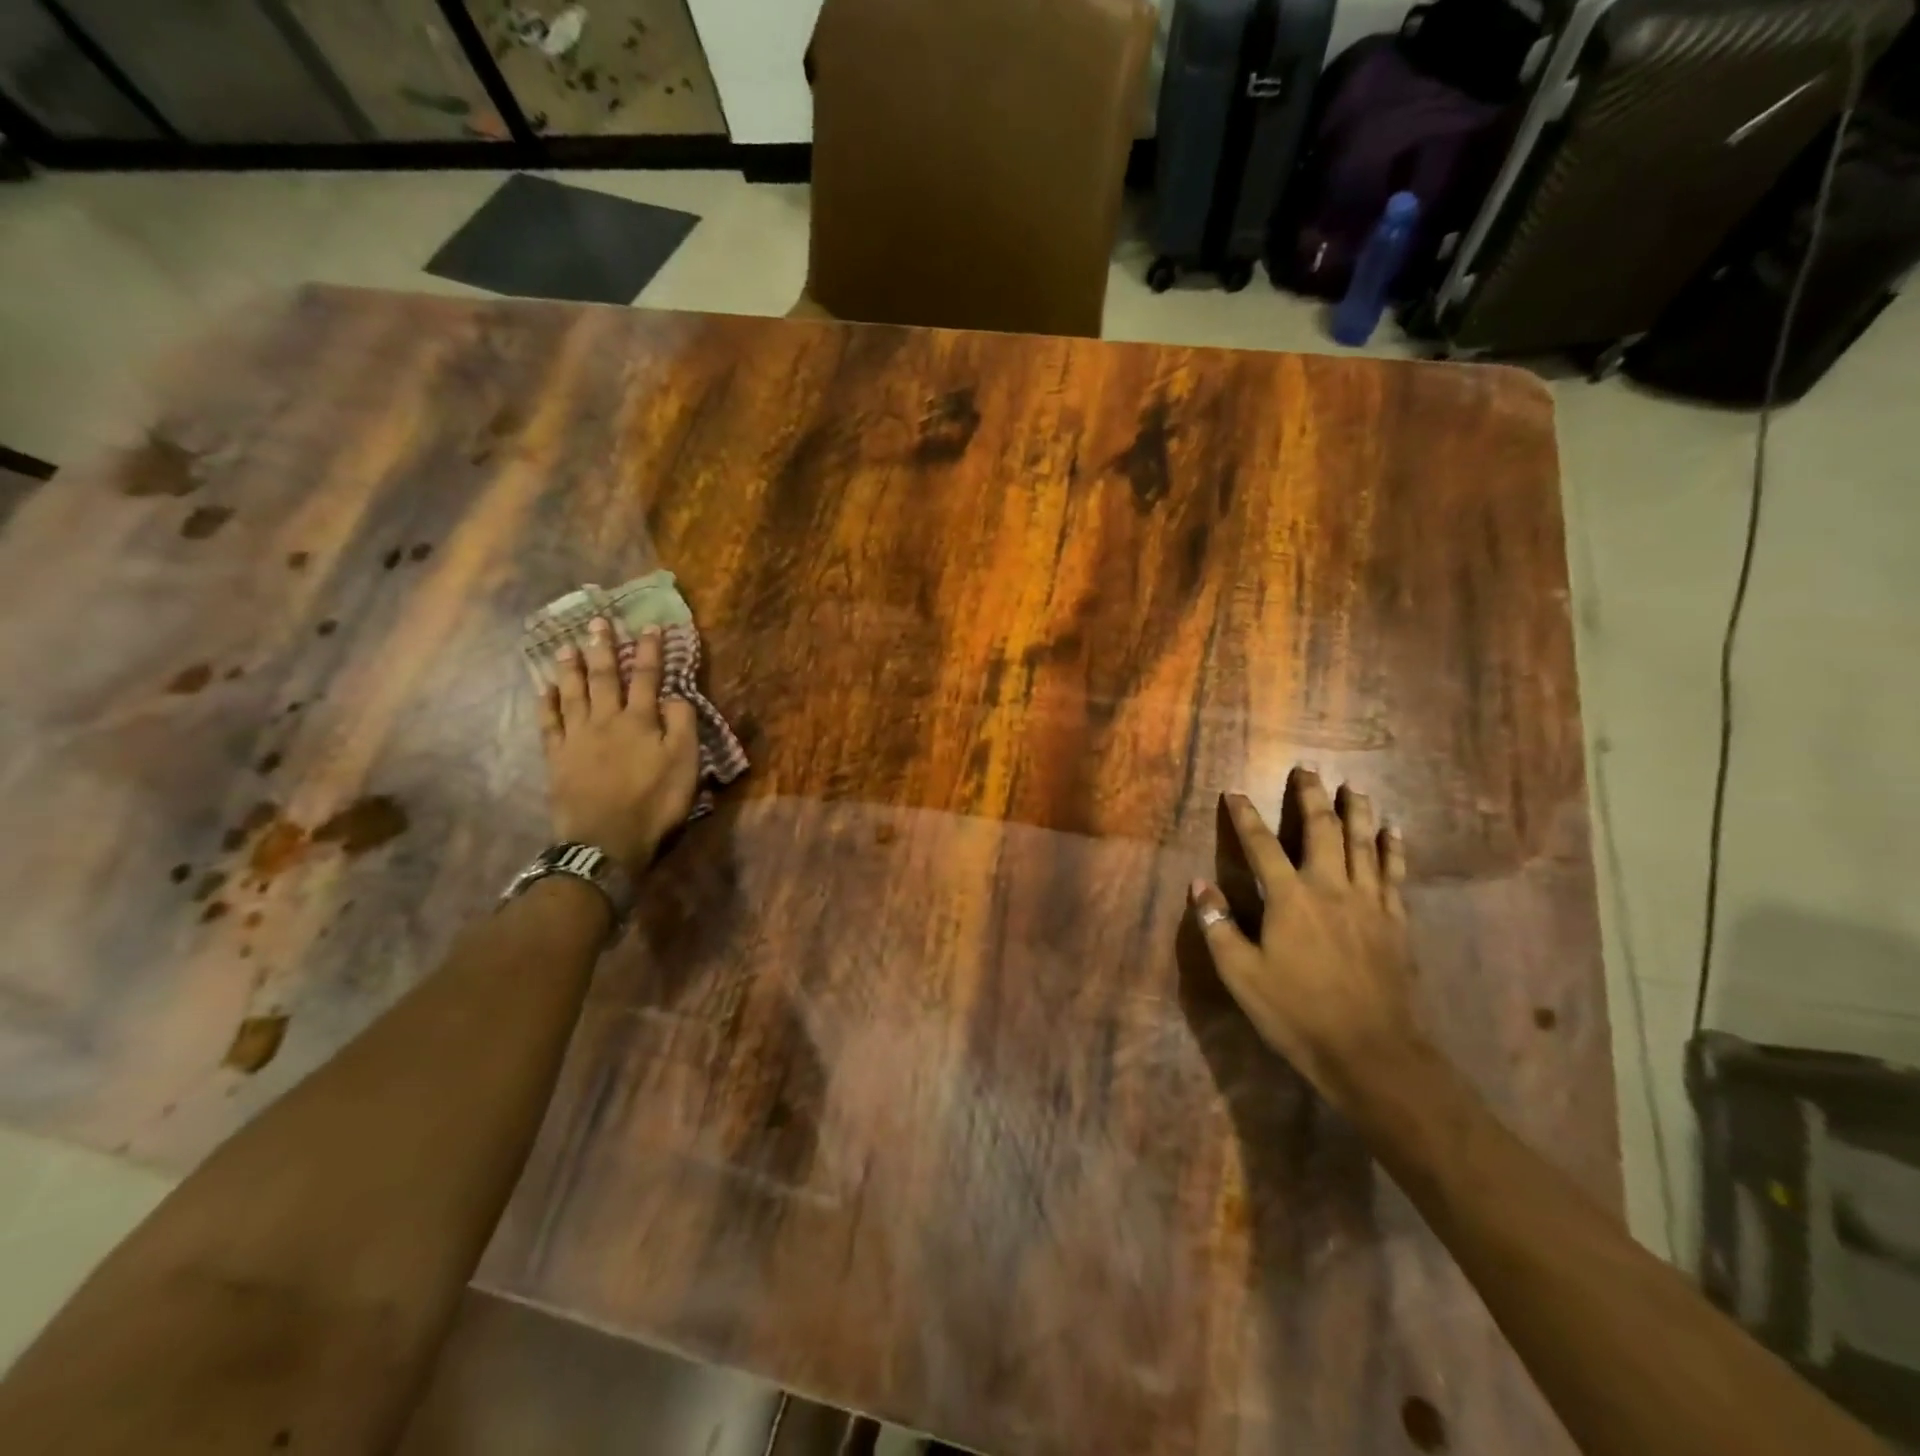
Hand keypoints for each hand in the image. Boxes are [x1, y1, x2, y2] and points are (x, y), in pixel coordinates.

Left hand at [535, 617, 699, 877]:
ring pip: (573, 694)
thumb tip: (674, 696)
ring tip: (567, 646)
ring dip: (571, 668)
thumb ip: (682, 726)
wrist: (607, 841)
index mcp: (640, 721)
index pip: (648, 678)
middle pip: (605, 678)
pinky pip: (549, 724)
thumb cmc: (655, 803)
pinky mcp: (558, 758)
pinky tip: (545, 689)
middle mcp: (606, 721)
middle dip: (604, 648)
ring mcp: (577, 738)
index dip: (650, 651)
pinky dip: (547, 704)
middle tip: (597, 622)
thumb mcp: (685, 765)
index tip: (650, 626)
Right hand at [1189, 768, 1423, 1111]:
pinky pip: (1395, 874)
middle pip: (1321, 830)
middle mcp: (1331, 888)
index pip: (1261, 846)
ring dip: (1356, 812)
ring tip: (1353, 787)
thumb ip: (1218, 926)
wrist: (1370, 1052)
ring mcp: (1369, 903)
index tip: (1235, 793)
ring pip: (1363, 844)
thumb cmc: (1296, 1012)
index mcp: (1290, 898)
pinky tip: (1394, 832)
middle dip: (1311, 797)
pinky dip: (1393, 849)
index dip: (1246, 817)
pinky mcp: (1395, 922)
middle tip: (1306, 770)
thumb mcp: (1241, 974)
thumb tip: (1198, 885)